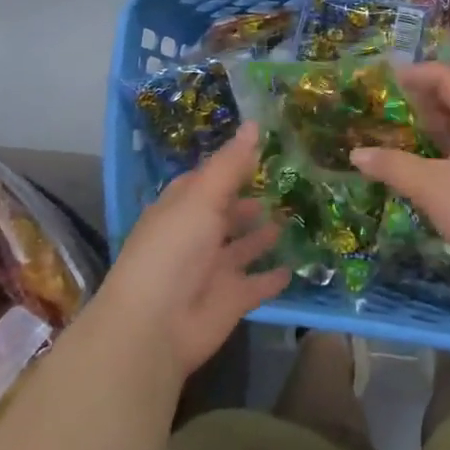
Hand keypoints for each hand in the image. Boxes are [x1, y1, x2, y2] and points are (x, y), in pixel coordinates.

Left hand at [95, 124, 290, 379]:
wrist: (156, 327)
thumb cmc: (174, 249)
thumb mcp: (202, 197)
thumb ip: (231, 164)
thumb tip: (255, 123)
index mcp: (181, 209)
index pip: (205, 181)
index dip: (230, 166)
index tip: (262, 149)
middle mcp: (196, 237)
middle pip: (225, 214)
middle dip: (248, 201)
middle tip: (286, 182)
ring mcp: (214, 270)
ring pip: (243, 248)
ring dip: (262, 235)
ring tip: (292, 216)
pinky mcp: (231, 300)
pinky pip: (257, 285)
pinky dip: (273, 277)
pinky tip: (294, 266)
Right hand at [350, 62, 449, 285]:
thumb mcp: (432, 187)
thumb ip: (393, 166)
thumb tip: (356, 154)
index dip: (419, 74)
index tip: (387, 78)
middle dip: (425, 98)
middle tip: (389, 103)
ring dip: (435, 125)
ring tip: (401, 130)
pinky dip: (445, 149)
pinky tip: (425, 164)